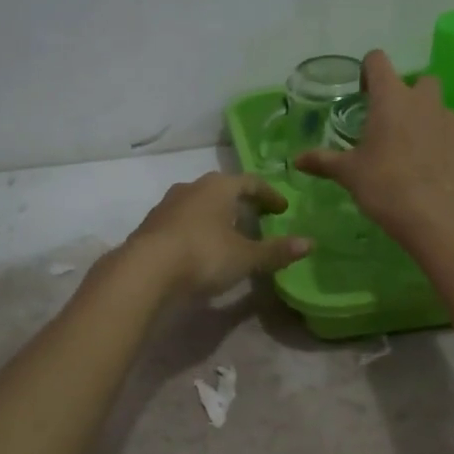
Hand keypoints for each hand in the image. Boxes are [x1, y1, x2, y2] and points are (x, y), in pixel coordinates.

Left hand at [122, 172, 310, 296]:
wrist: (144, 271)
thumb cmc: (203, 255)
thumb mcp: (245, 257)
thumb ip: (276, 251)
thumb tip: (309, 244)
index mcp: (218, 186)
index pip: (250, 182)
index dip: (269, 195)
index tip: (282, 209)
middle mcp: (191, 187)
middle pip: (222, 190)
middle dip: (241, 203)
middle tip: (257, 218)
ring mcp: (167, 205)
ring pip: (199, 204)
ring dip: (216, 216)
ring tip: (229, 235)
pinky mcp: (151, 226)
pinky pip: (182, 222)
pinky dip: (197, 230)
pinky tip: (201, 249)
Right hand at [294, 49, 453, 248]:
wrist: (435, 217)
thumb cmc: (384, 186)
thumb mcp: (348, 174)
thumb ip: (323, 161)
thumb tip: (296, 160)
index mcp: (391, 98)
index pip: (378, 61)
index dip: (369, 72)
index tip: (363, 95)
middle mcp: (425, 101)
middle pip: (420, 82)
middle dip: (408, 97)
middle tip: (393, 126)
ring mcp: (453, 121)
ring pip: (441, 110)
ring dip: (430, 122)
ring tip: (417, 152)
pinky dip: (450, 147)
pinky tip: (440, 169)